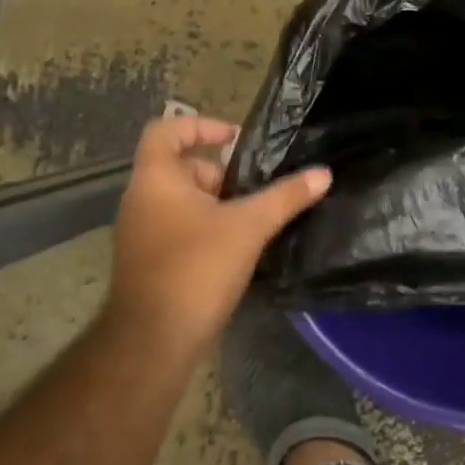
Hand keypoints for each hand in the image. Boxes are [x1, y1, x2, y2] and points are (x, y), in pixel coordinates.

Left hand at [104, 114, 330, 353]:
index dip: (200, 125)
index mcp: (156, 180)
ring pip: (181, 200)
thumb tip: (324, 173)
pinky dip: (206, 226)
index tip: (235, 139)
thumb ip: (286, 197)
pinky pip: (178, 227)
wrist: (154, 339)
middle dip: (220, 172)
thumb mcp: (249, 226)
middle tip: (255, 187)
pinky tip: (237, 247)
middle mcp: (141, 200)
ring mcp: (141, 232)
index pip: (166, 130)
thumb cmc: (196, 268)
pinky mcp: (148, 260)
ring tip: (254, 218)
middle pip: (179, 167)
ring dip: (216, 202)